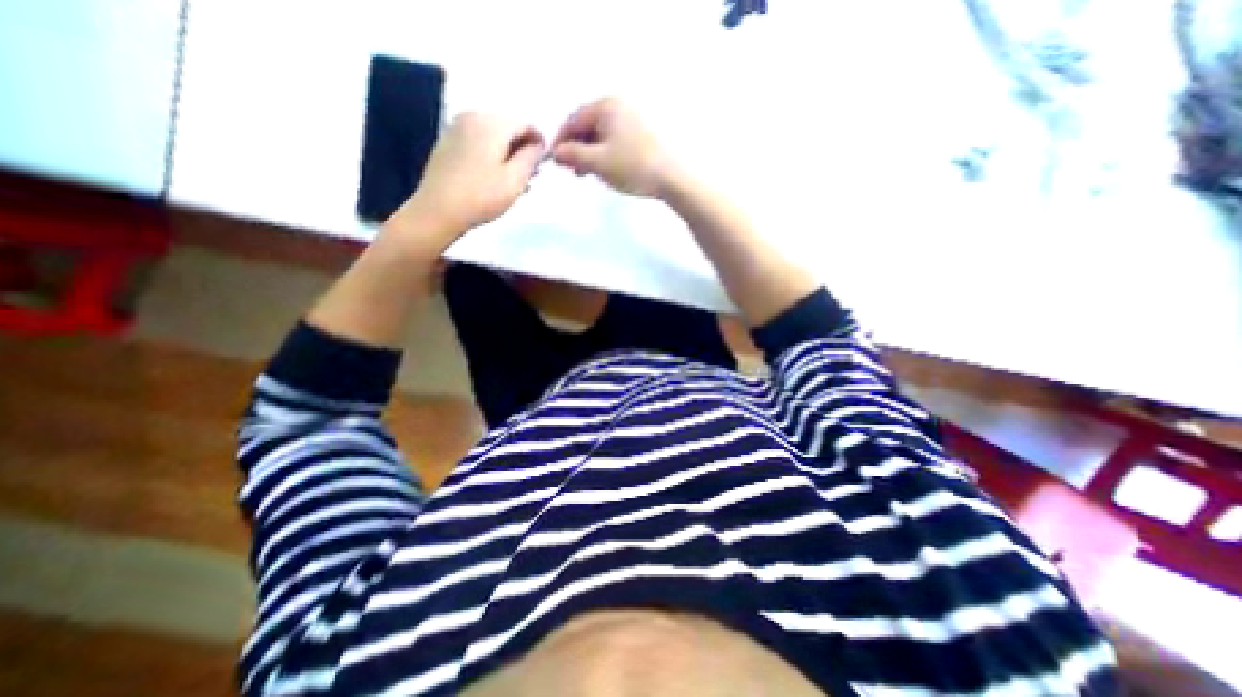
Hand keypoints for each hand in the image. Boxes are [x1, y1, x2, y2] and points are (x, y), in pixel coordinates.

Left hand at [387, 113, 545, 253]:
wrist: (439, 209)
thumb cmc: (482, 196)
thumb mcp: (515, 180)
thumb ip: (531, 158)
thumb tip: (538, 145)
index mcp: (491, 123)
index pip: (525, 123)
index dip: (540, 141)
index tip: (545, 162)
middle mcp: (472, 116)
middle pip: (507, 127)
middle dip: (523, 148)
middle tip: (532, 174)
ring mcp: (457, 128)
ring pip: (493, 135)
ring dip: (508, 153)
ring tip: (516, 180)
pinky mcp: (448, 142)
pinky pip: (478, 142)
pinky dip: (492, 155)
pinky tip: (496, 177)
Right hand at [551, 95, 675, 197]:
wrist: (670, 178)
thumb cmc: (632, 167)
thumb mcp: (598, 162)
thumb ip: (573, 155)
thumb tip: (555, 152)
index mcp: (606, 107)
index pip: (573, 121)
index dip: (560, 141)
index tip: (553, 160)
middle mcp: (618, 107)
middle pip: (586, 126)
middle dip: (574, 148)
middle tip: (567, 169)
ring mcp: (630, 120)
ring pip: (599, 135)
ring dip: (587, 153)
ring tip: (582, 173)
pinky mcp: (639, 135)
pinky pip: (612, 141)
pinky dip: (601, 154)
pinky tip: (600, 169)